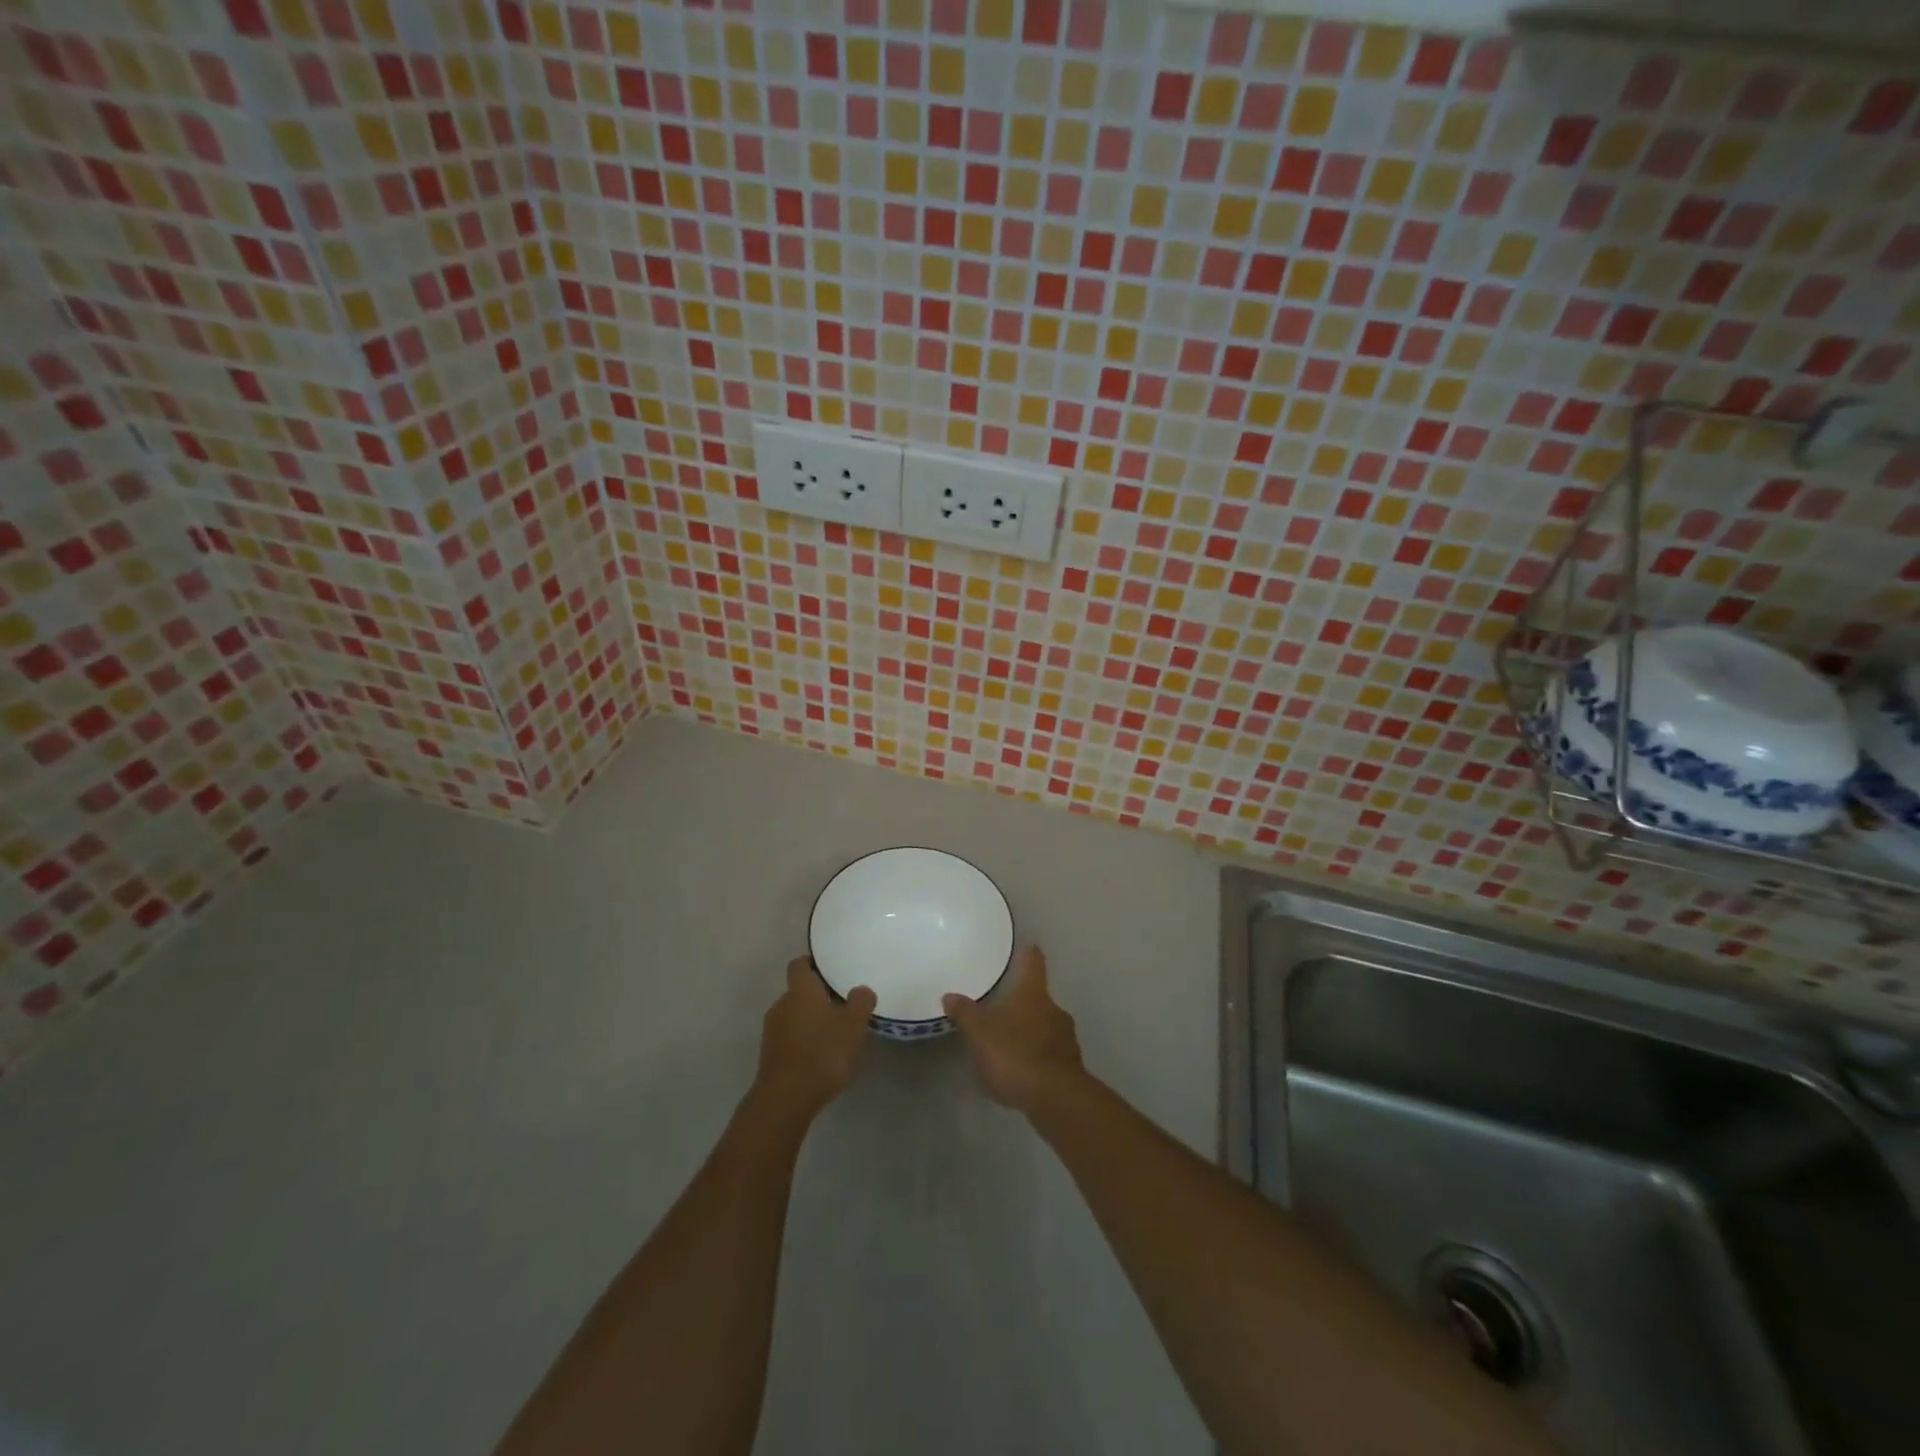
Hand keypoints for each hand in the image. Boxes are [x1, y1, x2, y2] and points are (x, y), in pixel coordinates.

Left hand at [753, 958, 876, 1119]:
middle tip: (840, 1006)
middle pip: (797, 993)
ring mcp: (771, 1032)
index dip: (812, 963)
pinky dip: (802, 1043)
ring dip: (809, 1022)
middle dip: (816, 998)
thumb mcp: (853, 1025)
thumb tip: (861, 989)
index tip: (828, 969)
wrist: (785, 1100)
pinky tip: (820, 1058)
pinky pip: (789, 1040)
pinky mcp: (769, 1057)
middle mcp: (781, 1005)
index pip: (799, 965)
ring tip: (833, 1035)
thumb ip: (860, 1002)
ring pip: (793, 1017)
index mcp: (800, 991)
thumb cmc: (822, 1053)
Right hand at [943, 946, 1083, 1112]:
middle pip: (1039, 999)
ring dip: (1032, 1032)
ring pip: (1047, 1027)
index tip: (1030, 945)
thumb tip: (950, 995)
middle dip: (1024, 1003)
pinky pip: (1050, 1055)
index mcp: (1033, 995)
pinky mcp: (1070, 1068)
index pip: (1033, 964)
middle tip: (1005, 1008)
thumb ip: (965, 1013)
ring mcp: (1067, 1040)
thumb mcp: (979, 1033)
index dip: (1029, 954)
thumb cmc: (1014, 1055)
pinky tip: (1023, 1073)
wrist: (1055, 1099)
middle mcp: (1054, 1010)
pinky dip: (1038, 1058)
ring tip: (1010, 1044)